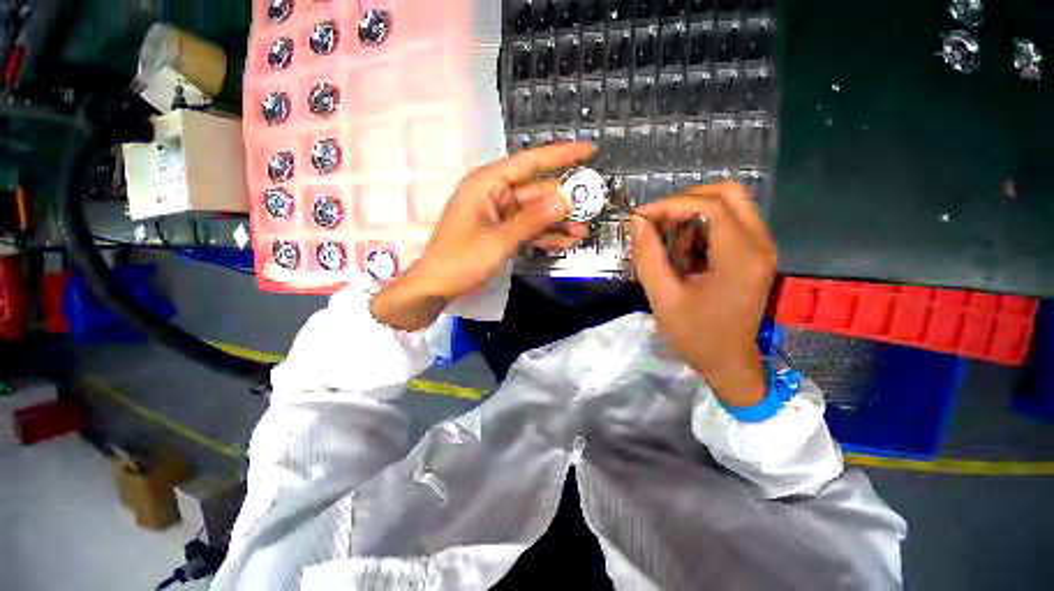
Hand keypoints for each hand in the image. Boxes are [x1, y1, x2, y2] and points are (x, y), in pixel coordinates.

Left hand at [371, 143, 594, 329]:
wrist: (436, 286)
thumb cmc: (460, 260)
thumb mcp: (498, 241)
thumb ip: (532, 220)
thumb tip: (565, 200)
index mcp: (487, 184)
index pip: (529, 162)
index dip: (561, 155)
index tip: (589, 150)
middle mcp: (494, 193)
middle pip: (536, 191)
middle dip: (564, 202)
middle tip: (592, 207)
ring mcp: (498, 214)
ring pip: (534, 213)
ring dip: (557, 223)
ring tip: (583, 231)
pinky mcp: (500, 231)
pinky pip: (527, 228)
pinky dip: (543, 236)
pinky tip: (564, 242)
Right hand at [629, 182, 776, 406]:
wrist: (728, 362)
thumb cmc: (695, 334)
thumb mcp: (663, 297)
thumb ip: (648, 257)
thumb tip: (637, 222)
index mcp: (741, 256)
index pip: (711, 205)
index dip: (671, 204)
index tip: (641, 217)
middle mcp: (759, 244)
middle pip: (728, 194)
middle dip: (685, 201)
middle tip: (657, 221)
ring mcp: (761, 248)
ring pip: (729, 206)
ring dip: (692, 216)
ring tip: (669, 244)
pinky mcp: (754, 255)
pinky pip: (729, 224)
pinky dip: (702, 230)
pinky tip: (686, 256)